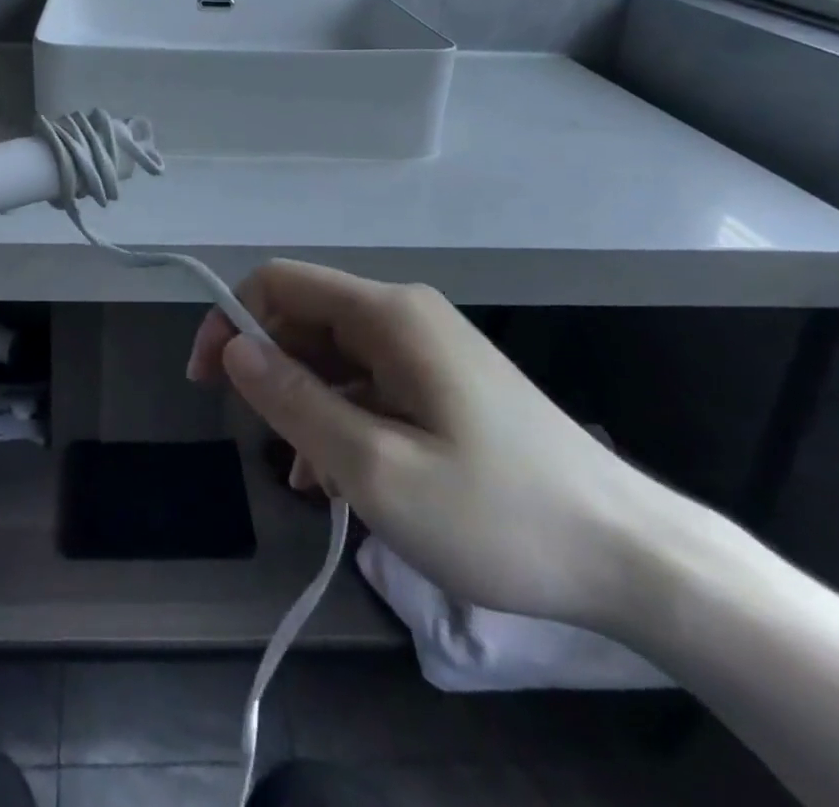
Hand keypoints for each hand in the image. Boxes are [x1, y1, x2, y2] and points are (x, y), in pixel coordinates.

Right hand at [187, 261, 667, 629]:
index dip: (230, 319)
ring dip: (306, 405)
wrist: (631, 557)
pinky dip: (343, 420)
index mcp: (387, 315)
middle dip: (270, 371)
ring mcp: (429, 350)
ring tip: (306, 477)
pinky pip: (371, 385)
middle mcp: (405, 316)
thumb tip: (234, 348)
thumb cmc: (498, 514)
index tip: (207, 381)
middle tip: (260, 439)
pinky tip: (340, 480)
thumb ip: (296, 401)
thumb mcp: (376, 468)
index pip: (280, 282)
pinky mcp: (446, 384)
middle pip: (307, 319)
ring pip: (336, 358)